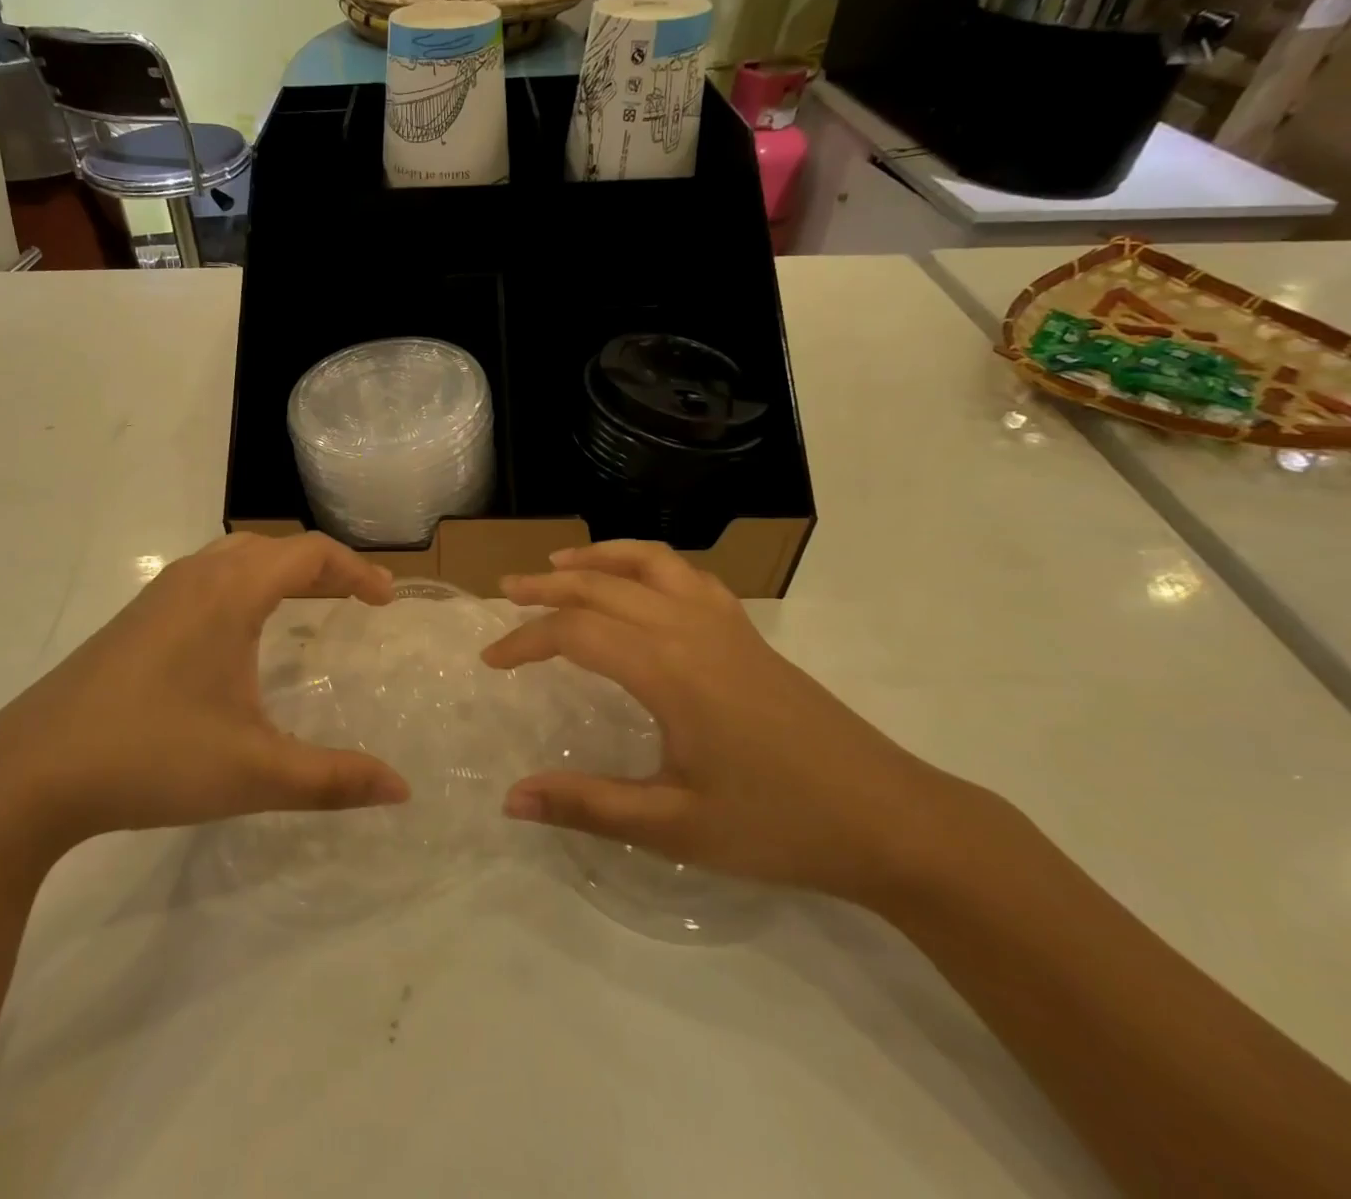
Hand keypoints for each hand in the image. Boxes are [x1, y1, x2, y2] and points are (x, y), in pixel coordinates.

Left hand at [0, 532, 409, 858]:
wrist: (27, 774)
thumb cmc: (151, 758)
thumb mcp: (254, 772)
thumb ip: (333, 779)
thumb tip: (401, 790)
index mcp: (230, 593)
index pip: (310, 554)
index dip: (357, 571)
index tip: (386, 601)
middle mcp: (195, 578)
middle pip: (274, 549)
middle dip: (322, 568)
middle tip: (356, 601)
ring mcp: (157, 596)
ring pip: (234, 559)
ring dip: (280, 572)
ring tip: (307, 607)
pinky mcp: (133, 621)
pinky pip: (206, 579)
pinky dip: (244, 587)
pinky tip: (239, 635)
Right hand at [487, 541, 964, 901]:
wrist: (892, 820)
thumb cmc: (779, 825)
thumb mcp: (675, 826)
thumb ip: (588, 806)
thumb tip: (510, 799)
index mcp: (668, 669)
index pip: (575, 632)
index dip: (526, 641)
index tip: (491, 660)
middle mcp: (691, 629)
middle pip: (603, 584)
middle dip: (547, 586)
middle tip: (505, 592)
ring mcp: (725, 623)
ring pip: (650, 563)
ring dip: (599, 557)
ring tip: (561, 563)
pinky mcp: (749, 633)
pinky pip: (689, 575)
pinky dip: (649, 563)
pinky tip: (640, 584)